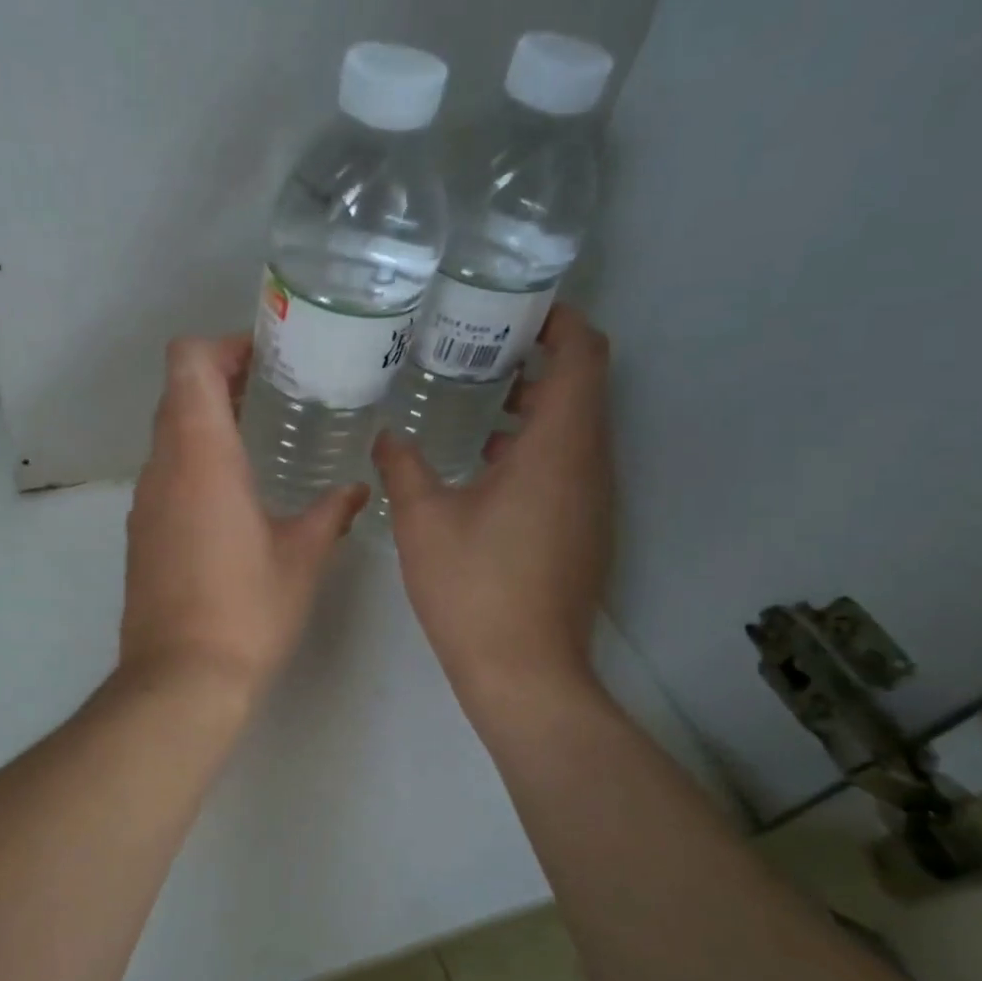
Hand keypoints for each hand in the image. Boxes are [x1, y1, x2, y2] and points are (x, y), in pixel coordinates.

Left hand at [120, 335, 367, 697]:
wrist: (181, 679)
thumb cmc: (247, 610)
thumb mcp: (302, 557)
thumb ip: (331, 513)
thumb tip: (358, 492)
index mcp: (202, 456)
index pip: (188, 363)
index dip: (223, 346)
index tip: (265, 358)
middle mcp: (163, 468)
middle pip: (176, 393)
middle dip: (221, 380)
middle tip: (273, 391)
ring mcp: (145, 502)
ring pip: (168, 434)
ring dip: (206, 422)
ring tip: (258, 437)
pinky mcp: (141, 534)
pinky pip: (164, 474)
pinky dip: (194, 462)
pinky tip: (233, 494)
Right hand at [374, 305, 613, 718]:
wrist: (525, 672)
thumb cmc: (474, 588)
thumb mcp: (423, 521)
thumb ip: (404, 466)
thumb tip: (387, 435)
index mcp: (557, 449)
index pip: (584, 355)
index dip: (560, 321)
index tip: (514, 308)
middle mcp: (590, 465)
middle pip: (583, 387)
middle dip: (538, 359)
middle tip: (478, 346)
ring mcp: (594, 501)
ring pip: (576, 429)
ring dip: (535, 407)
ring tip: (476, 398)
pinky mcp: (586, 529)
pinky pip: (570, 466)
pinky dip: (537, 447)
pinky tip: (484, 465)